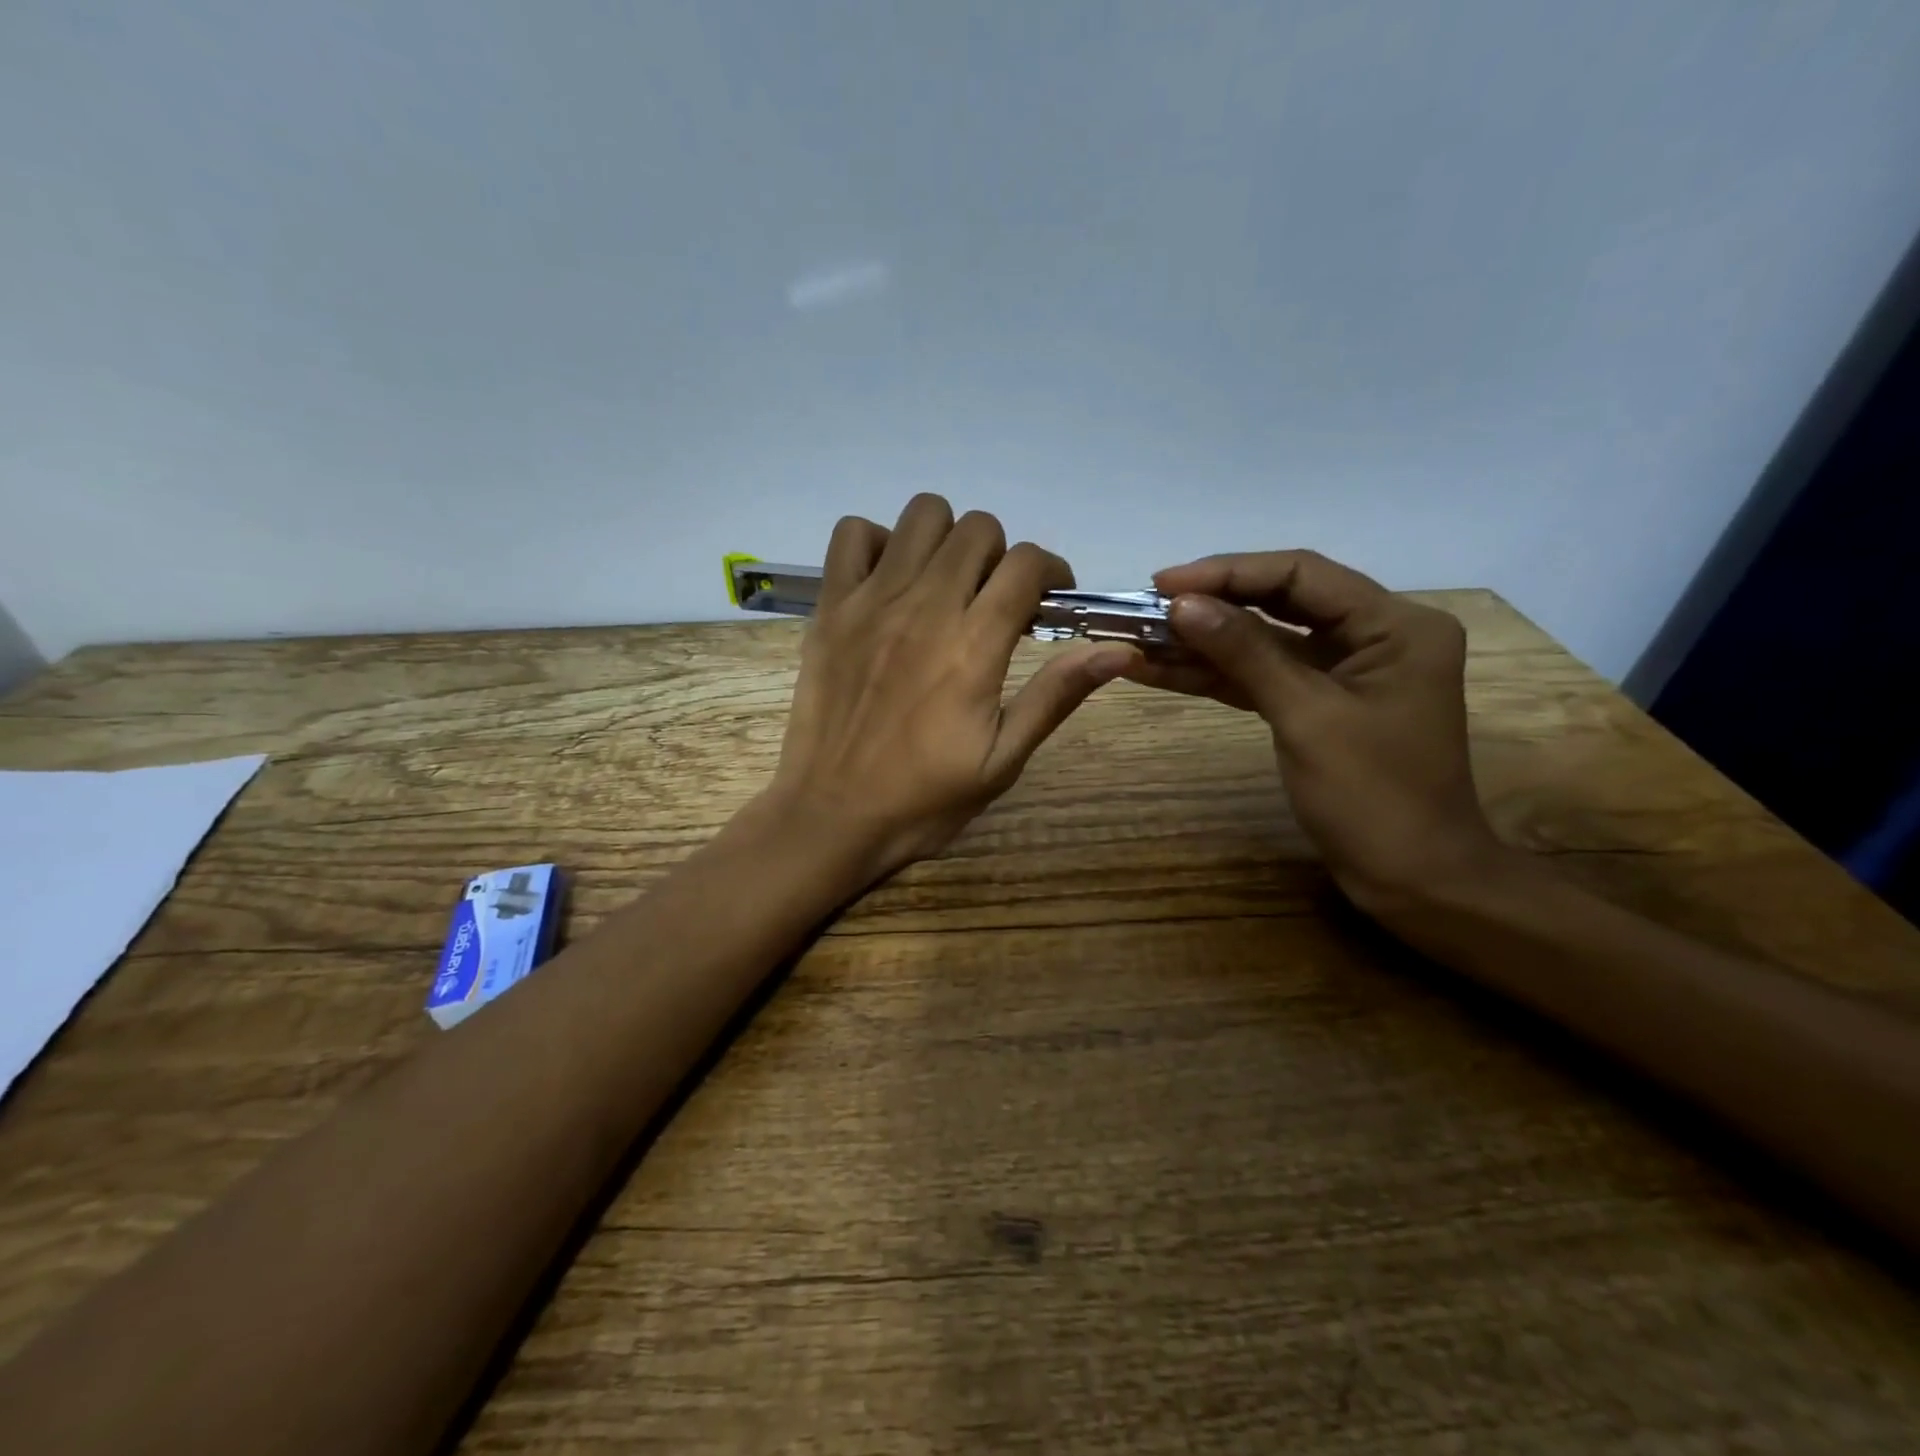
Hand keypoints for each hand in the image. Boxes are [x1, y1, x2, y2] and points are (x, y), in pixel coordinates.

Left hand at [763, 494, 1139, 882]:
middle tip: (996, 599)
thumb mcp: (1002, 760)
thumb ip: (1055, 696)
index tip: (1050, 601)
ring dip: (947, 540)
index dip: (1051, 572)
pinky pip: (852, 534)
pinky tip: (890, 582)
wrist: (832, 816)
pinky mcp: (829, 608)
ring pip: (922, 515)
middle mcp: (924, 607)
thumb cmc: (924, 799)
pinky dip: (878, 543)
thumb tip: (1119, 650)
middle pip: (978, 530)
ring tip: (946, 584)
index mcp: (973, 646)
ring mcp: (870, 601)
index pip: (1026, 564)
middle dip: (1001, 556)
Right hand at [1124, 550, 1503, 920]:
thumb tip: (1182, 605)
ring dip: (1204, 642)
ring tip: (1139, 637)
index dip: (1228, 572)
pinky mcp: (1319, 702)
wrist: (1411, 879)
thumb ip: (1245, 653)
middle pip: (1280, 601)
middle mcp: (1374, 634)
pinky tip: (1162, 670)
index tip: (1163, 583)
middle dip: (1211, 604)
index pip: (1301, 574)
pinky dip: (1216, 675)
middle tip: (1145, 606)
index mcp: (1395, 624)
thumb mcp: (1305, 717)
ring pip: (1264, 641)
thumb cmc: (1373, 797)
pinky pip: (1262, 676)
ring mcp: (1344, 670)